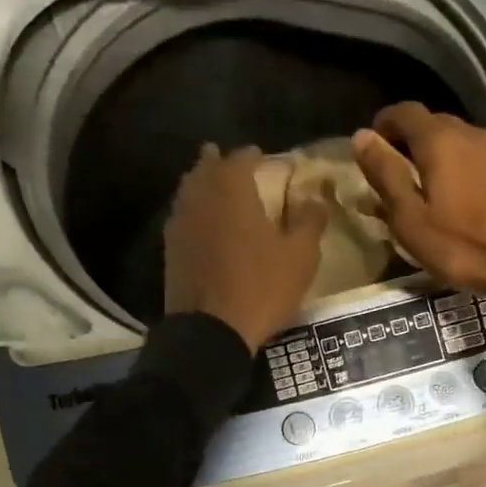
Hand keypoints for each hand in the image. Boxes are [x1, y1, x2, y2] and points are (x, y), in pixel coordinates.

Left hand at [164, 144, 328, 351]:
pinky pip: (182, 217)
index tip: (265, 159)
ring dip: (204, 185)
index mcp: (232, 188)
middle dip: (221, 163)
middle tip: (237, 169)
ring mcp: (179, 222)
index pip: (242, 157)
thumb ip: (310, 222)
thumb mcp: (300, 257)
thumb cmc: (261, 288)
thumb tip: (315, 199)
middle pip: (207, 167)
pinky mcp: (170, 249)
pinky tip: (205, 226)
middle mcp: (200, 195)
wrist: (211, 331)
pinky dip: (194, 213)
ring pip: (190, 190)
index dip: (255, 156)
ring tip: (220, 193)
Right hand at [352, 104, 485, 340]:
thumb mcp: (411, 219)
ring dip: (433, 159)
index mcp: (439, 140)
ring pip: (455, 143)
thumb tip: (362, 136)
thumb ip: (385, 175)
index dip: (383, 126)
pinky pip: (474, 160)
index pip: (404, 112)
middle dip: (406, 144)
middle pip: (430, 125)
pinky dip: (456, 170)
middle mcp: (469, 133)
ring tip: (421, 194)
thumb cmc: (465, 246)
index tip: (371, 151)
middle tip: (391, 178)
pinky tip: (455, 203)